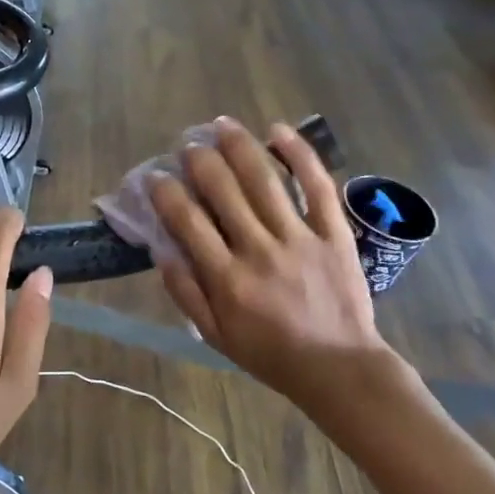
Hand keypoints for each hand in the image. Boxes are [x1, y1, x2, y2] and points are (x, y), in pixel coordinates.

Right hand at [149, 118, 389, 410]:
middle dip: (200, 160)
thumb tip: (161, 250)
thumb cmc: (271, 354)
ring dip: (239, 146)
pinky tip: (278, 131)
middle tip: (188, 146)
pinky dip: (298, 154)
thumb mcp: (216, 336)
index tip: (155, 177)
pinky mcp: (333, 232)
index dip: (165, 193)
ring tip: (221, 124)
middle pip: (223, 190)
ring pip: (264, 180)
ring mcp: (300, 238)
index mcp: (227, 280)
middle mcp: (260, 251)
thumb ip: (186, 294)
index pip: (187, 222)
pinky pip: (317, 186)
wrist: (339, 368)